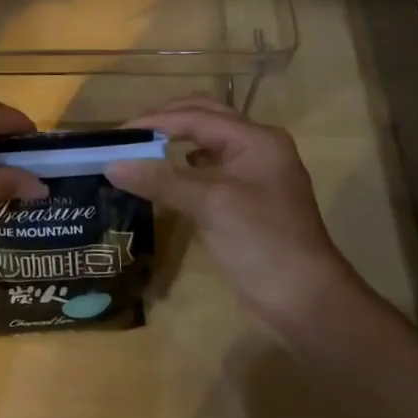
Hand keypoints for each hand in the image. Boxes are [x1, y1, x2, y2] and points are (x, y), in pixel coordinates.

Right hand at [105, 94, 359, 330]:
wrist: (305, 301)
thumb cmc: (262, 242)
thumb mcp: (210, 205)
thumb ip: (161, 180)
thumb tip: (111, 165)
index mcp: (256, 139)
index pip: (196, 116)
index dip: (154, 121)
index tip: (117, 134)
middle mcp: (257, 148)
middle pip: (204, 118)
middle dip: (165, 121)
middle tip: (129, 135)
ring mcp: (253, 174)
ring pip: (206, 143)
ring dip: (174, 141)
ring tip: (141, 150)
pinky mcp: (246, 199)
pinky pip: (208, 170)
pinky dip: (183, 167)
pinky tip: (165, 177)